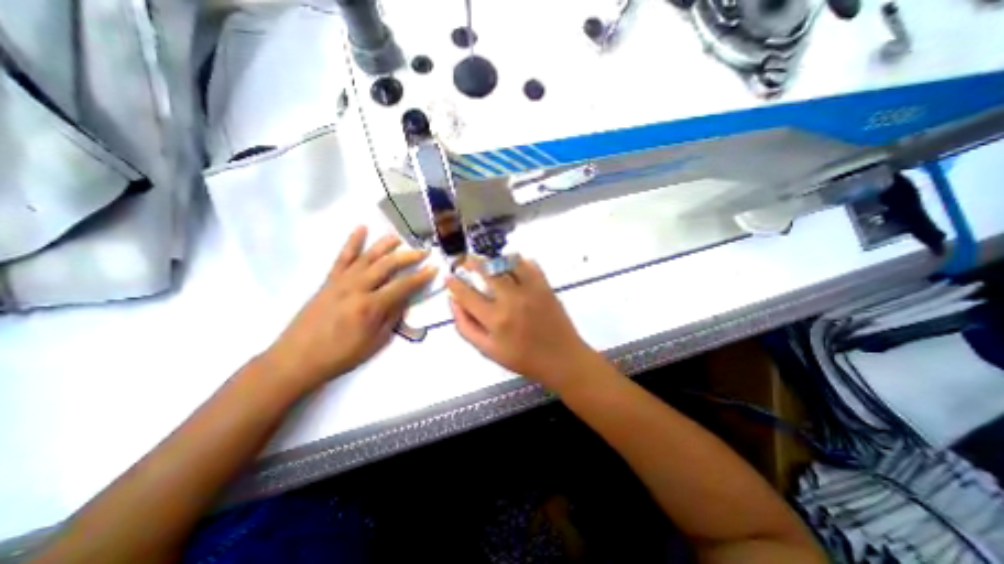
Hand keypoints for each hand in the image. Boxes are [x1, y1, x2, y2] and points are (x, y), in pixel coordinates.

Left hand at [266, 224, 435, 391]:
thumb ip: (392, 317)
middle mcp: (357, 288)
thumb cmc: (341, 355)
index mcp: (371, 307)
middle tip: (423, 251)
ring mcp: (341, 281)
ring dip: (385, 245)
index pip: (403, 286)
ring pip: (367, 256)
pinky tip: (361, 228)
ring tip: (398, 237)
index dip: (421, 277)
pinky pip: (342, 257)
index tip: (434, 268)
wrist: (297, 358)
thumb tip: (405, 299)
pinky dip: (352, 241)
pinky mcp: (329, 280)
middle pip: (387, 265)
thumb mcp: (375, 342)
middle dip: (408, 256)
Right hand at [445, 255, 594, 388]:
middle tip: (466, 260)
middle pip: (487, 271)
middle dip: (472, 262)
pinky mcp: (545, 286)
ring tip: (489, 261)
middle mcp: (511, 299)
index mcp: (495, 319)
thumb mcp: (488, 350)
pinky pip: (530, 264)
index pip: (467, 294)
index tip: (449, 277)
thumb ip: (466, 327)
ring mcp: (530, 290)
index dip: (454, 283)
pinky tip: (513, 265)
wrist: (561, 358)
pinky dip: (519, 261)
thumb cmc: (523, 358)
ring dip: (495, 259)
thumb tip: (453, 302)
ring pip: (508, 262)